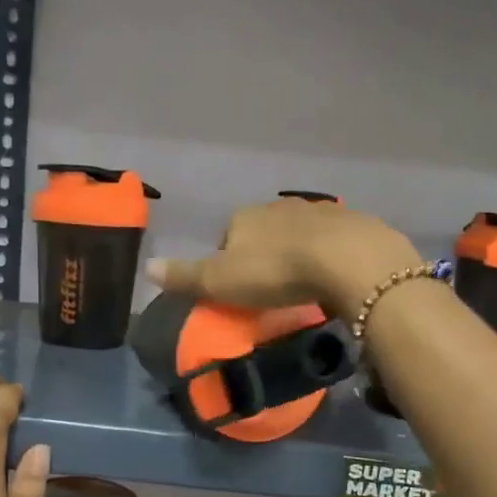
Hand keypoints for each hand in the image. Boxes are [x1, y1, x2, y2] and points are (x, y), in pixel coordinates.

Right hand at [146, 199, 421, 318]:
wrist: (347, 259)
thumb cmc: (275, 271)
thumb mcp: (221, 280)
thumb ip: (185, 276)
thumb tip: (146, 267)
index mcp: (243, 216)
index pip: (226, 236)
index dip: (228, 262)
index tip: (238, 289)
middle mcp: (278, 206)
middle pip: (263, 232)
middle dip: (264, 255)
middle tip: (270, 290)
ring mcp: (317, 211)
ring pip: (298, 234)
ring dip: (296, 253)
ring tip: (301, 285)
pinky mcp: (350, 223)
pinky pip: (331, 240)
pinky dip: (327, 255)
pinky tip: (332, 277)